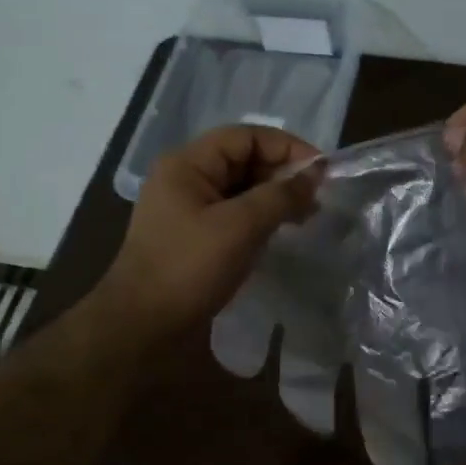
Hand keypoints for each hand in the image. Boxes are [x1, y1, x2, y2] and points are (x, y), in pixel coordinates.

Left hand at [94, 125, 321, 341]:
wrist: (143, 327)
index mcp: (188, 164)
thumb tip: (315, 174)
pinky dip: (261, 216)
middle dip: (283, 173)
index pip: (246, 137)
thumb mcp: (240, 226)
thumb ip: (281, 195)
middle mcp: (186, 178)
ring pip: (241, 188)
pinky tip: (282, 231)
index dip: (287, 147)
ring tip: (307, 215)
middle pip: (244, 159)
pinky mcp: (195, 235)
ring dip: (275, 196)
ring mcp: (188, 208)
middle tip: (317, 197)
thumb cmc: (189, 268)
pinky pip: (234, 213)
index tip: (322, 171)